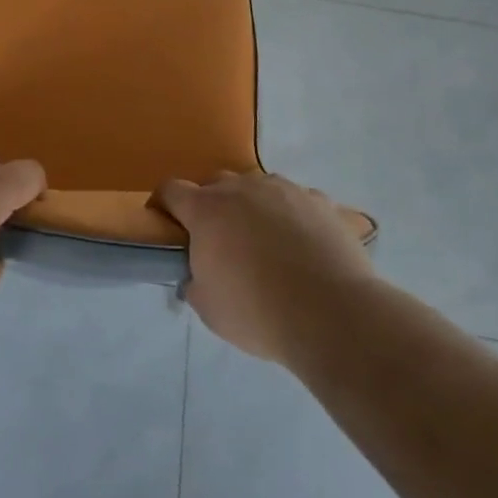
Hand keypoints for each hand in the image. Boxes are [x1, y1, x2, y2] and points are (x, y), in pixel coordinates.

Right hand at [154, 171, 374, 361]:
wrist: (332, 314)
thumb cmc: (258, 312)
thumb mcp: (209, 308)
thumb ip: (195, 282)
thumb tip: (197, 275)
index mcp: (207, 210)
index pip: (172, 190)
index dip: (164, 204)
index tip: (166, 224)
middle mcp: (243, 188)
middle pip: (216, 184)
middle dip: (212, 206)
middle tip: (220, 240)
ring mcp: (285, 190)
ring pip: (259, 188)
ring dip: (254, 207)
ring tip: (266, 242)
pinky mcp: (321, 201)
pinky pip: (297, 201)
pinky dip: (292, 216)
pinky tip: (303, 245)